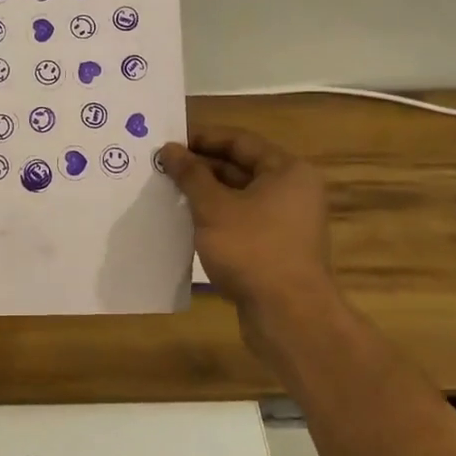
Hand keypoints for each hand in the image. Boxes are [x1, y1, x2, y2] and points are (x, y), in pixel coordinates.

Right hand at [159, 128, 335, 361]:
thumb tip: (169, 148)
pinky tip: (187, 224)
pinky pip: (242, 222)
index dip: (202, 139)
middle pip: (240, 168)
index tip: (169, 142)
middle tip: (162, 168)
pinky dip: (217, 219)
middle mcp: (293, 191)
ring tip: (168, 193)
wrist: (289, 317)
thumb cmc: (252, 249)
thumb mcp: (213, 207)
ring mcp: (287, 223)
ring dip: (206, 195)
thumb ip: (190, 175)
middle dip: (201, 168)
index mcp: (287, 171)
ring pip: (239, 197)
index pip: (239, 141)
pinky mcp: (277, 250)